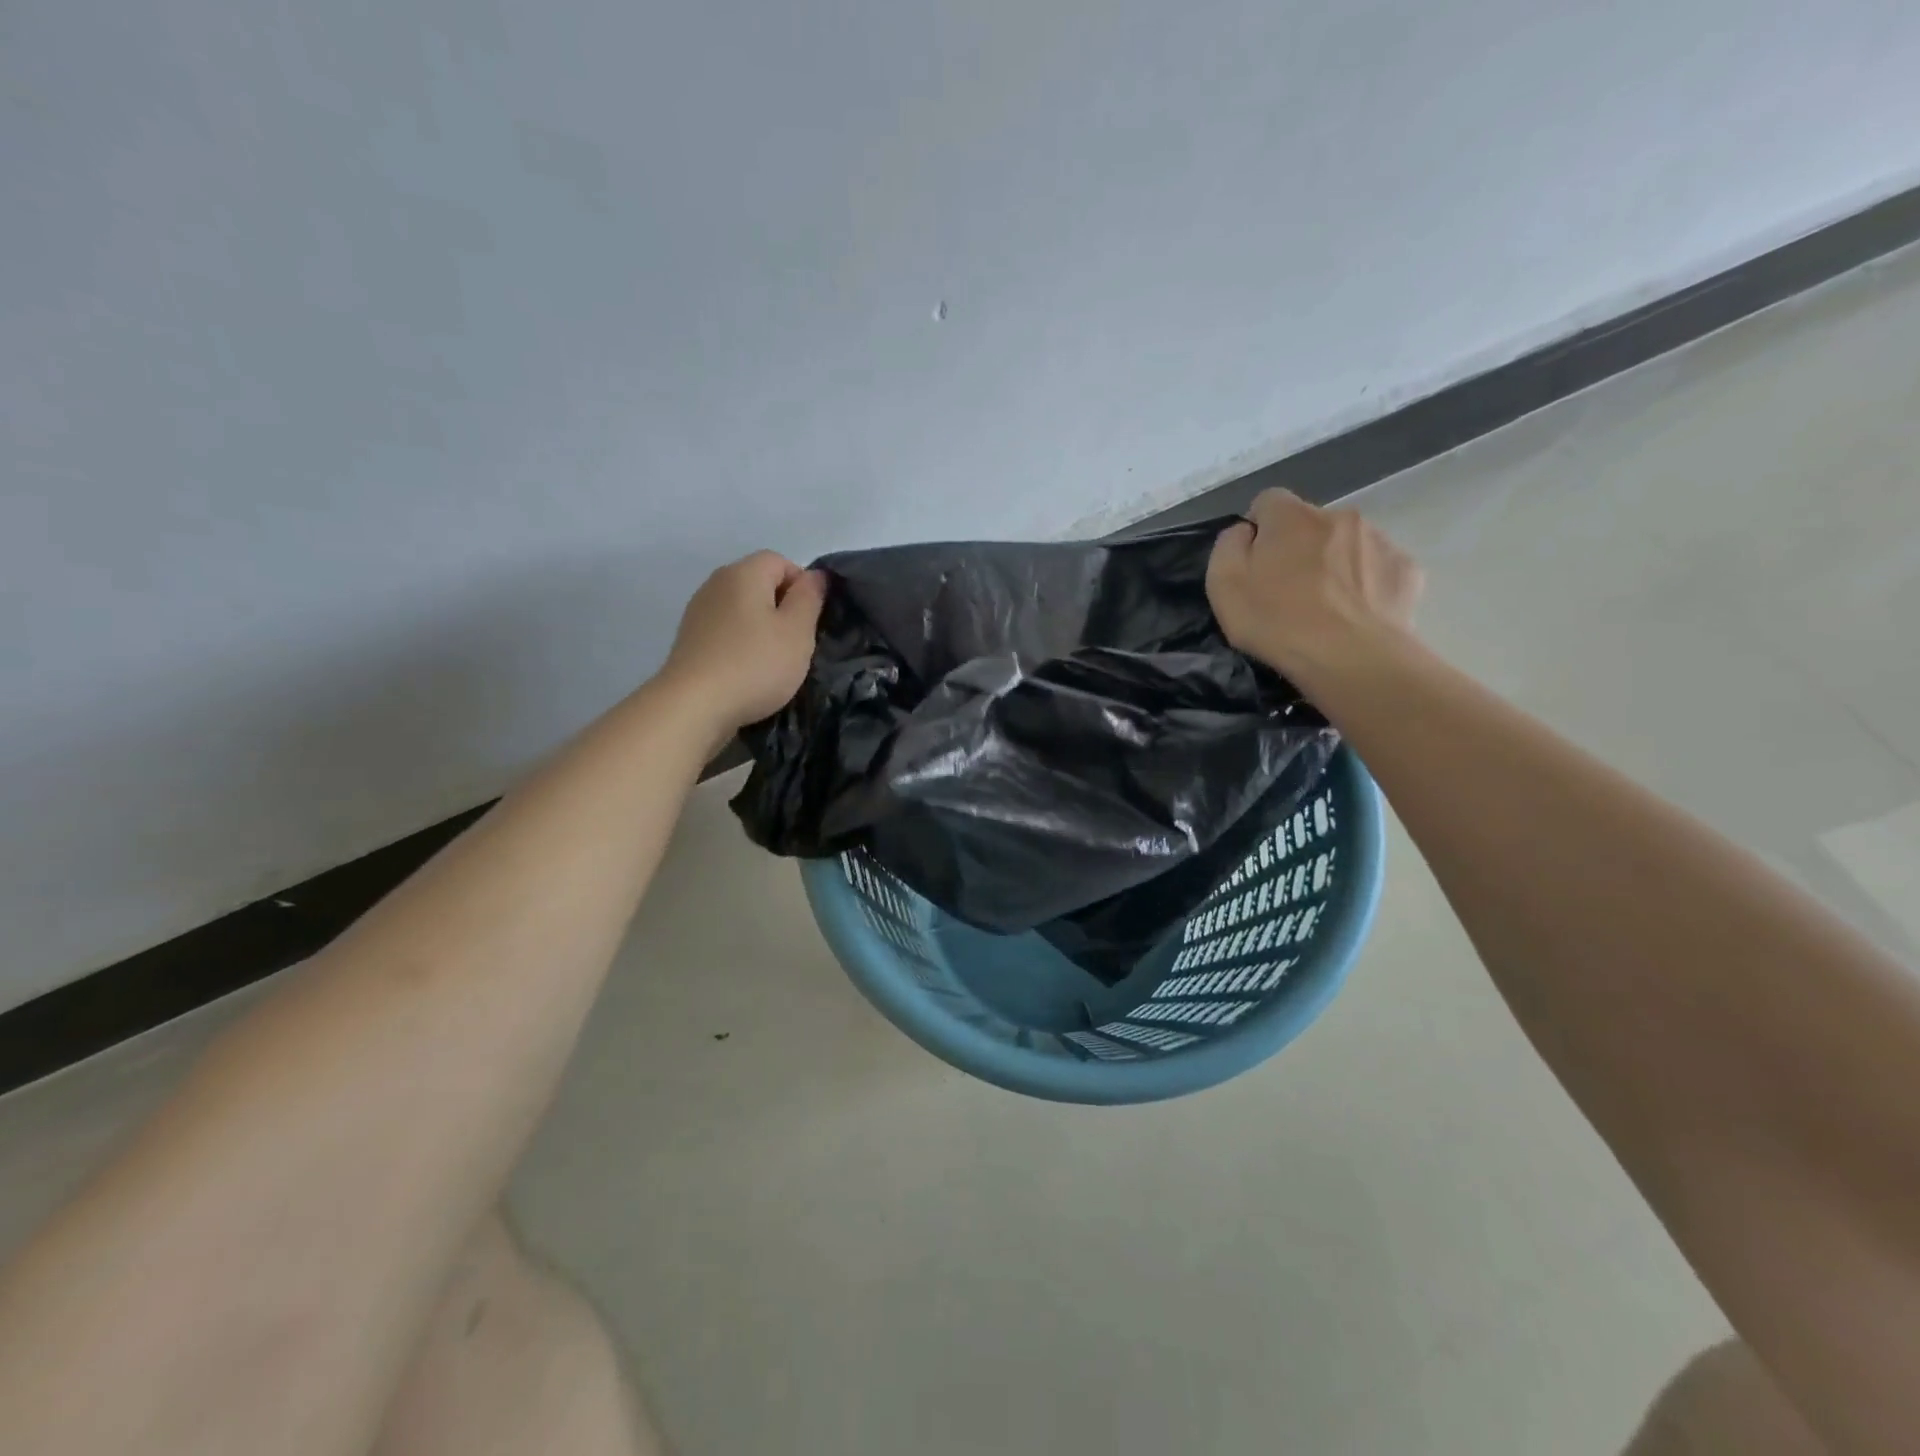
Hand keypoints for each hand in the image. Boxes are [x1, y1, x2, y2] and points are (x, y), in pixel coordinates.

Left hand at [661, 551, 825, 737]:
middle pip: (760, 583)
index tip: (811, 621)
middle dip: (783, 608)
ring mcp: (699, 611)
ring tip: (774, 660)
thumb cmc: (755, 664)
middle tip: (797, 643)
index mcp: (744, 573)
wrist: (694, 705)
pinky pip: (726, 630)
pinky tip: (748, 670)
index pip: (781, 561)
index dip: (803, 586)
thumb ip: (810, 598)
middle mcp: (716, 583)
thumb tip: (815, 576)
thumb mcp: (797, 631)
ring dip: (762, 628)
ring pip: (743, 608)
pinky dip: (741, 643)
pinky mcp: (690, 639)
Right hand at [1206, 489, 1423, 688]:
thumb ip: (1228, 546)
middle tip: (1287, 593)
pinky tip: (1356, 615)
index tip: (1254, 565)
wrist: (1350, 658)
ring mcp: (1379, 540)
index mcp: (1291, 516)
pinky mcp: (1406, 570)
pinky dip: (1366, 585)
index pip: (1268, 501)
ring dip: (1334, 565)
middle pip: (1310, 524)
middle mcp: (1339, 516)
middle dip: (1298, 548)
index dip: (1257, 530)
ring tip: (1325, 609)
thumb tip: (1245, 531)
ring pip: (1347, 544)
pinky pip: (1378, 569)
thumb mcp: (1223, 586)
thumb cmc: (1277, 621)